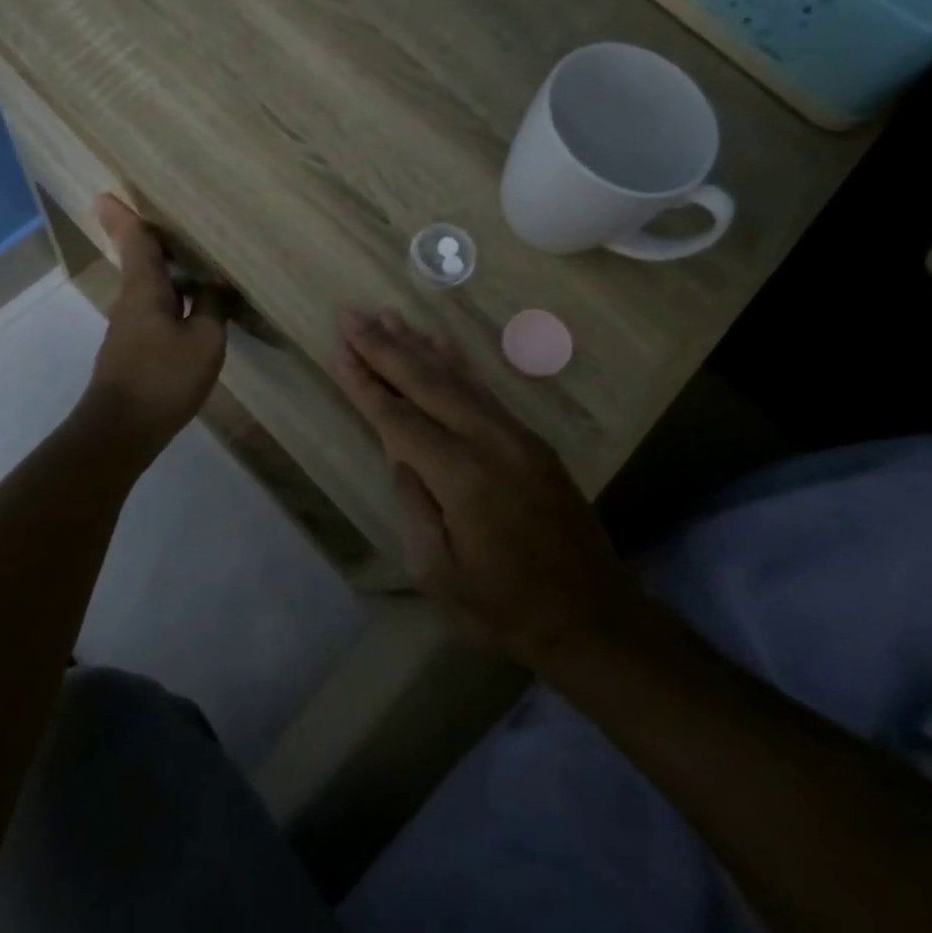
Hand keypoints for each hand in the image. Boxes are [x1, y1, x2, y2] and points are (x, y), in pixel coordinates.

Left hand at [84, 195, 227, 443]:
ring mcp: (129, 328)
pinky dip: (171, 298)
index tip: (106, 194)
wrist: (121, 431)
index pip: (135, 242)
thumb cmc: (163, 378)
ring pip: (148, 288)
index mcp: (144, 289)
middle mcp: (131, 301)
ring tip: (193, 262)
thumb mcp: (204, 341)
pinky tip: (193, 307)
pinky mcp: (133, 350)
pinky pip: (154, 310)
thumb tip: (217, 285)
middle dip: (149, 241)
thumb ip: (213, 307)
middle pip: (139, 261)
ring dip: (165, 271)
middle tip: (167, 221)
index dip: (125, 217)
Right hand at [331, 309, 634, 667]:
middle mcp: (488, 441)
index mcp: (460, 475)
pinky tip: (439, 345)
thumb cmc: (504, 608)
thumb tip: (401, 454)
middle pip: (426, 382)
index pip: (398, 417)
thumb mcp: (437, 572)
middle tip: (352, 315)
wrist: (593, 617)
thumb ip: (413, 503)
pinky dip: (456, 364)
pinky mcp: (531, 440)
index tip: (338, 348)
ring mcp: (515, 436)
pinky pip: (484, 390)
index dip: (365, 382)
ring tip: (387, 316)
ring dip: (418, 345)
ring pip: (457, 378)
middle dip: (384, 347)